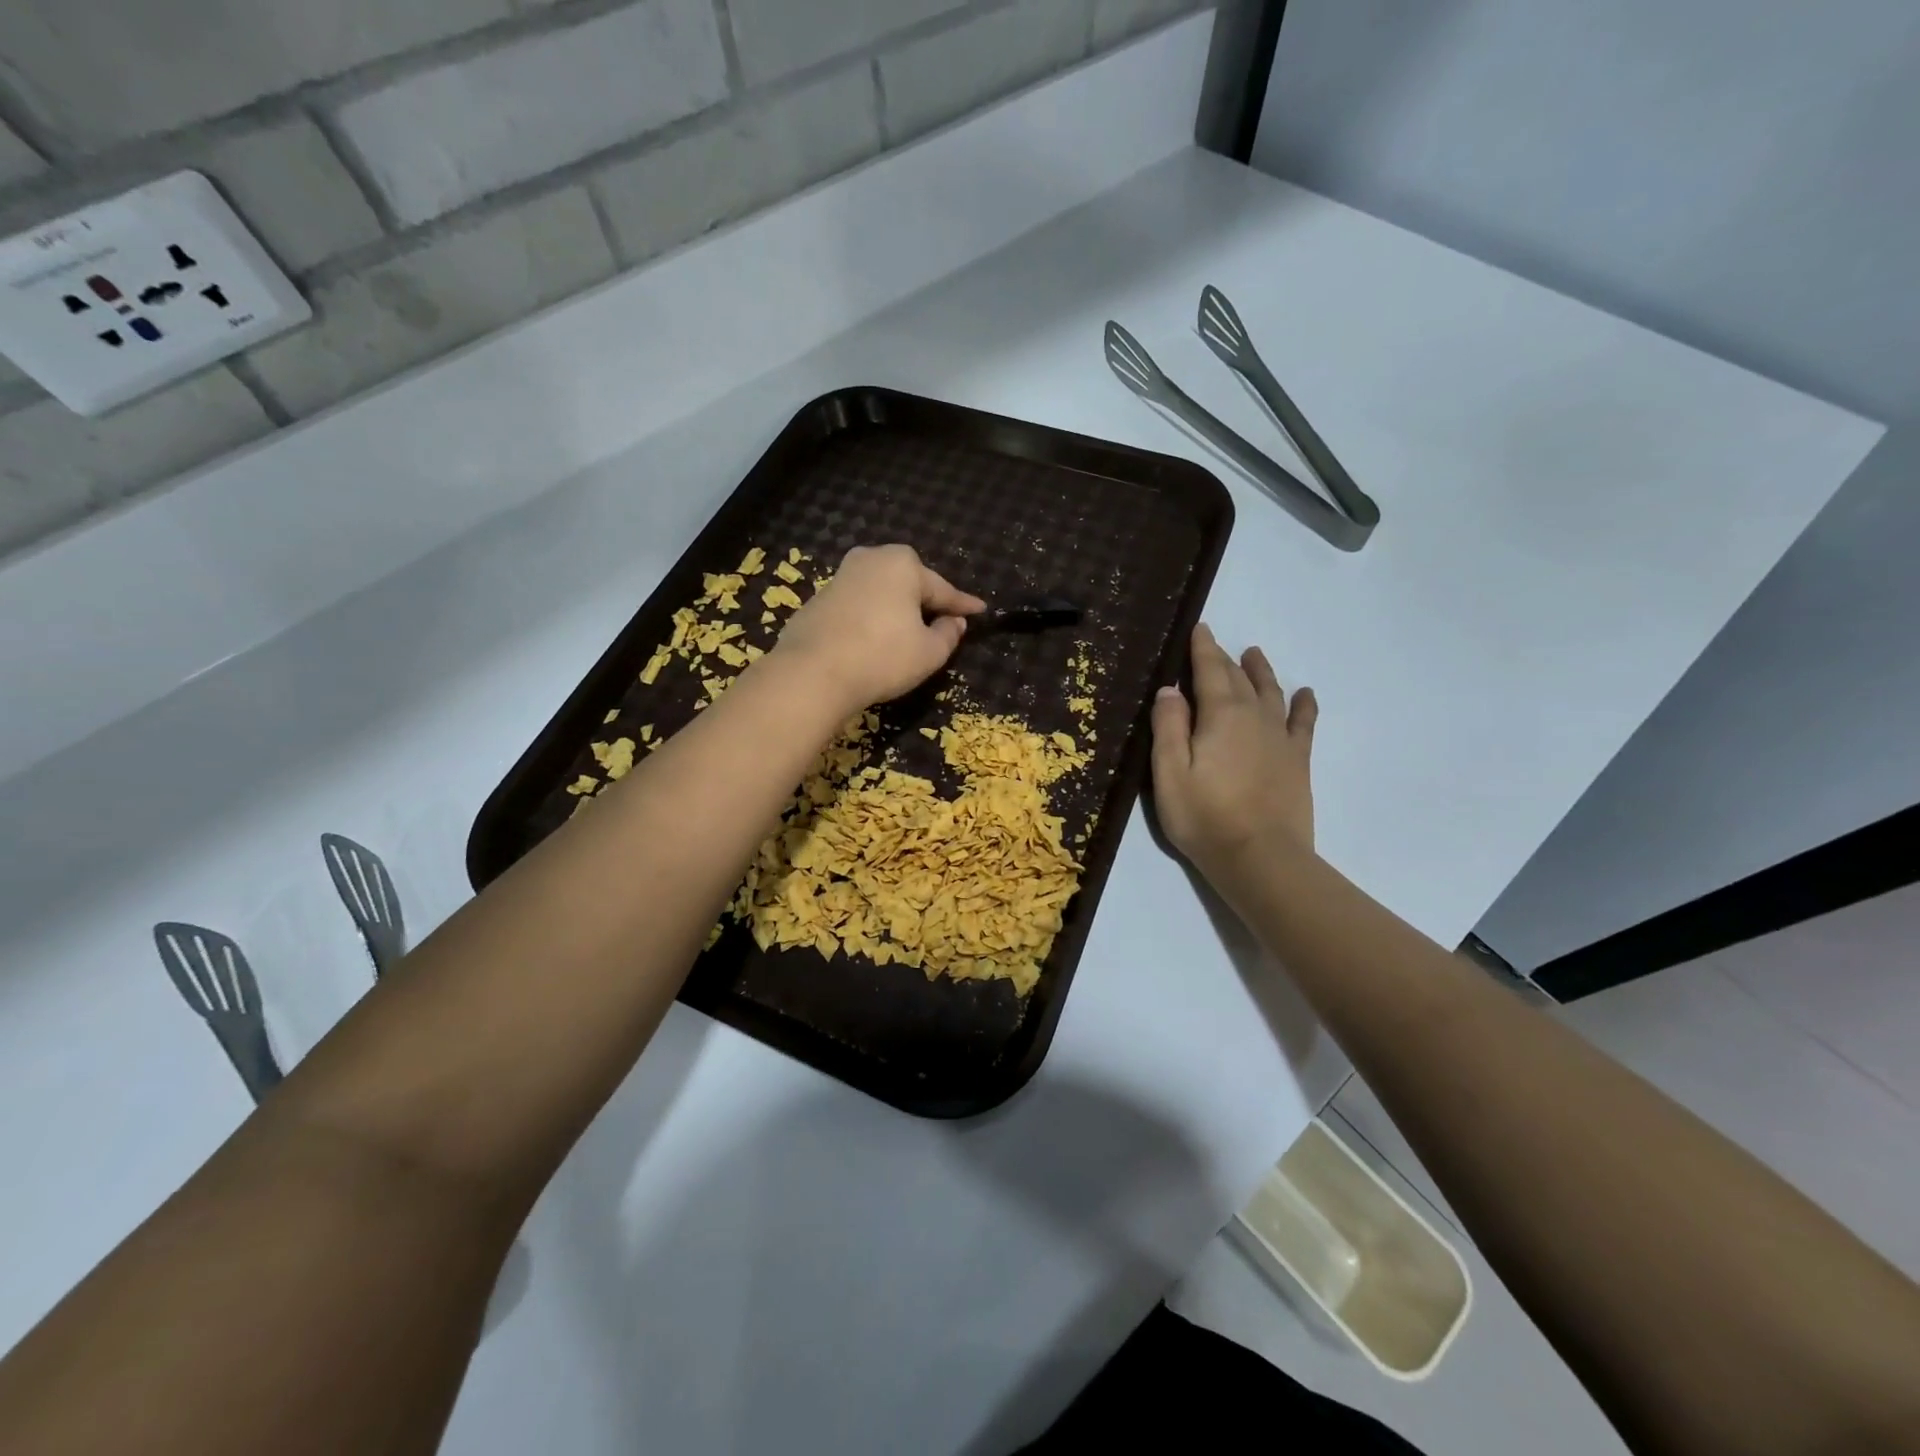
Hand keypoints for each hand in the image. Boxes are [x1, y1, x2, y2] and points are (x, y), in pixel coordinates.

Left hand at [772, 545, 985, 712]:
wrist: (811, 673)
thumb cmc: (882, 657)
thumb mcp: (930, 653)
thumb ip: (949, 634)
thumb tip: (953, 622)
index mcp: (903, 564)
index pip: (943, 590)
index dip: (963, 605)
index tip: (981, 610)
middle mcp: (871, 559)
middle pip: (910, 584)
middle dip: (926, 601)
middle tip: (944, 621)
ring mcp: (840, 577)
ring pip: (881, 593)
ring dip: (897, 610)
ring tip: (909, 632)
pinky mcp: (818, 599)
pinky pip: (858, 607)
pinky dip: (871, 619)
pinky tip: (875, 639)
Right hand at [1151, 624, 1317, 880]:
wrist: (1261, 858)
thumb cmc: (1205, 817)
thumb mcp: (1169, 773)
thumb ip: (1168, 727)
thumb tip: (1170, 689)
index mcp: (1220, 715)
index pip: (1209, 671)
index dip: (1202, 648)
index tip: (1200, 628)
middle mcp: (1254, 716)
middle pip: (1239, 678)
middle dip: (1224, 659)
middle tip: (1214, 644)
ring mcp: (1280, 738)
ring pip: (1271, 692)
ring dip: (1261, 672)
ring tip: (1254, 655)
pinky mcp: (1298, 760)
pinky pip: (1303, 722)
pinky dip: (1303, 704)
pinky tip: (1305, 694)